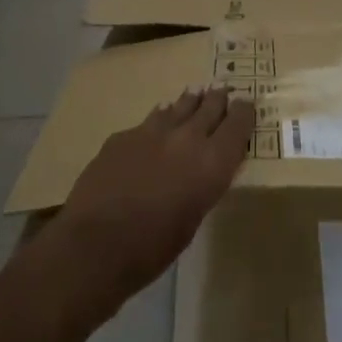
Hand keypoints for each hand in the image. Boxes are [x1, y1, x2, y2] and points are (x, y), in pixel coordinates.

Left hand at [49, 87, 253, 314]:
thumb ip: (202, 185)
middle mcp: (187, 138)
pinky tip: (157, 124)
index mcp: (212, 164)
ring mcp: (153, 131)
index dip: (244, 112)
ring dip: (190, 102)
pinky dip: (160, 120)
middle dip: (218, 99)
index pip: (237, 124)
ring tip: (196, 94)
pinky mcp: (125, 134)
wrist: (95, 244)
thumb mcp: (192, 220)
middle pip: (210, 107)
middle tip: (223, 91)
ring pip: (179, 106)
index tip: (246, 105)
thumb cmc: (152, 249)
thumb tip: (201, 170)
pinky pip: (150, 120)